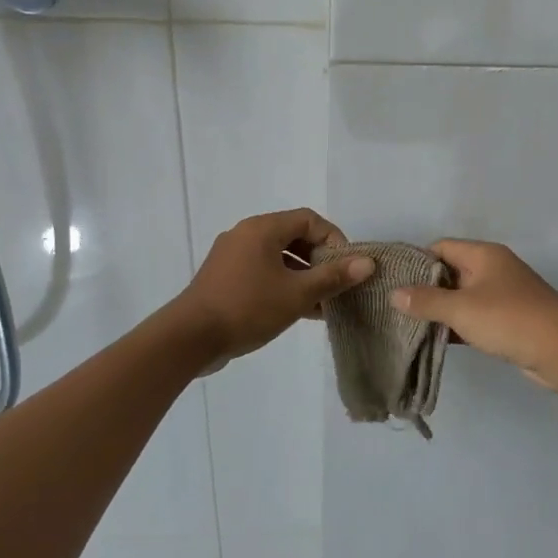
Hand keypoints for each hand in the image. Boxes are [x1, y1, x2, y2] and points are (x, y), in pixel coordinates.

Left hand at [176, 209, 374, 366]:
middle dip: (320, 260)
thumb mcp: (297, 294)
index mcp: (262, 229)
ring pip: (278, 258)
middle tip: (337, 285)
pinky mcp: (224, 278)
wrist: (190, 338)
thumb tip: (367, 262)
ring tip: (323, 304)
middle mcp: (246, 235)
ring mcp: (232, 257)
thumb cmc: (247, 308)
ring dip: (303, 276)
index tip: (346, 267)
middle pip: (293, 237)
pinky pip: (262, 272)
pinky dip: (283, 285)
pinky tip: (299, 311)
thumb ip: (333, 277)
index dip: (334, 239)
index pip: (309, 220)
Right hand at [391, 240, 557, 391]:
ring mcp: (504, 295)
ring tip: (409, 325)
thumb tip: (395, 293)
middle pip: (451, 271)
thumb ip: (426, 301)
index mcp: (484, 255)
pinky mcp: (510, 320)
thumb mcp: (461, 309)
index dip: (417, 261)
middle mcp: (494, 269)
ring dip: (442, 310)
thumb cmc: (509, 320)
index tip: (393, 281)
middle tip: (396, 306)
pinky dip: (458, 325)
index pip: (441, 247)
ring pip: (463, 296)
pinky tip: (438, 340)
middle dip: (426, 288)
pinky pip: (476, 316)